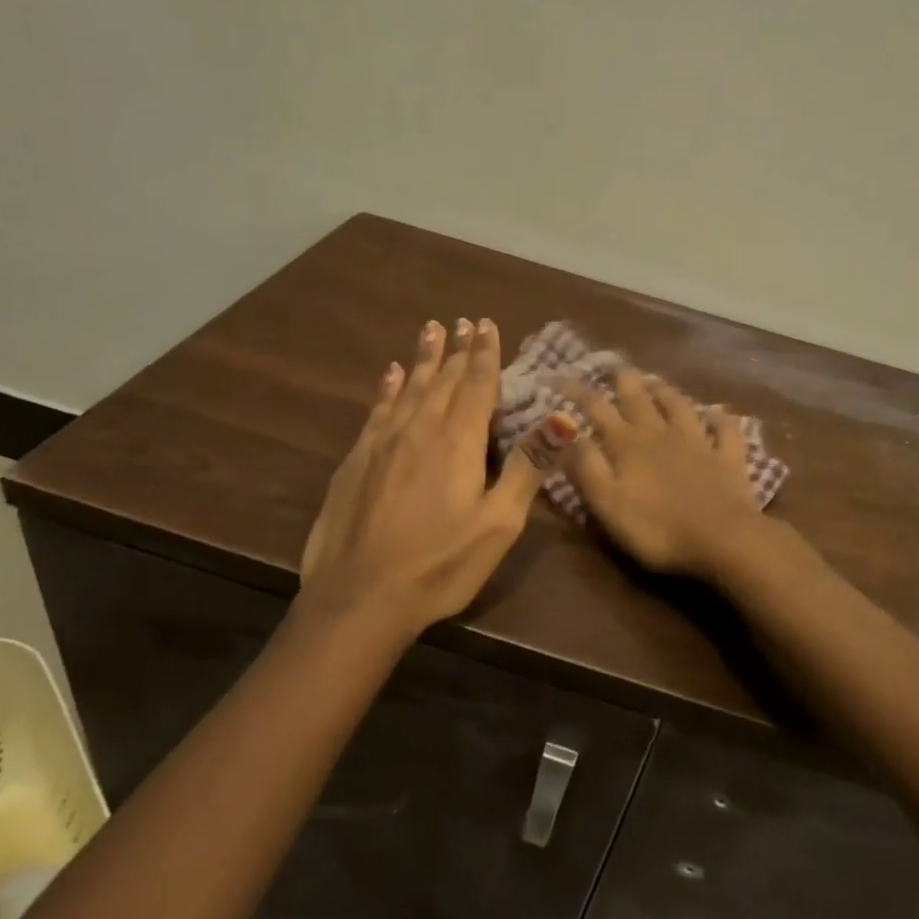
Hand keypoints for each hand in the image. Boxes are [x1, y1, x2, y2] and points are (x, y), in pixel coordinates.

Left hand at [300, 318, 540, 631]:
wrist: (360, 596)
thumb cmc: (441, 563)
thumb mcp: (499, 522)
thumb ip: (528, 467)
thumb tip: (562, 418)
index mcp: (459, 440)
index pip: (476, 383)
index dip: (484, 353)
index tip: (486, 325)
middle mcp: (420, 428)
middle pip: (443, 379)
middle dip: (457, 349)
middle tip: (463, 322)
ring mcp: (383, 441)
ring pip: (409, 387)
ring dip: (424, 358)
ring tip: (431, 330)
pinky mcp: (357, 459)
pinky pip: (378, 409)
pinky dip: (388, 387)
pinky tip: (391, 373)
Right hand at [558, 370, 764, 578]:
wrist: (722, 538)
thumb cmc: (656, 528)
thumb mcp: (607, 502)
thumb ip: (586, 465)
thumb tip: (567, 431)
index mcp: (627, 444)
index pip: (596, 409)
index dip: (577, 391)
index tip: (559, 376)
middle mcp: (661, 434)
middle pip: (639, 399)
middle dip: (623, 380)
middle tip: (614, 364)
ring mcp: (698, 442)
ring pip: (680, 407)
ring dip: (666, 391)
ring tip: (656, 381)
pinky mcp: (728, 458)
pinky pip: (725, 430)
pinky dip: (720, 419)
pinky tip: (718, 412)